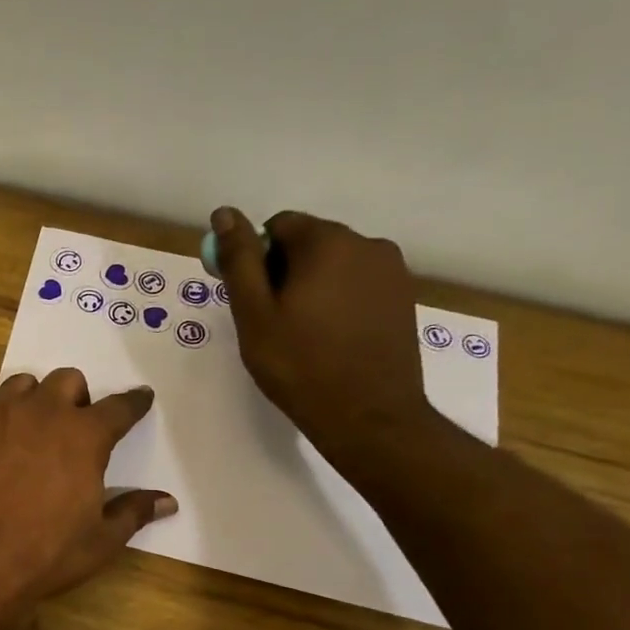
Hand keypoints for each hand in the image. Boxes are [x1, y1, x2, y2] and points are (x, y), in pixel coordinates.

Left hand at [0, 368, 174, 607]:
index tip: (141, 398)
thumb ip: (133, 513)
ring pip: (22, 384)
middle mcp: (43, 413)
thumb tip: (167, 502)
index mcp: (84, 435)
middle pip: (67, 380)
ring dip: (34, 399)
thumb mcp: (99, 541)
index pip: (119, 408)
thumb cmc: (44, 552)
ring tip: (33, 427)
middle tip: (75, 424)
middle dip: (77, 396)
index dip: (133, 403)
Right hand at [209, 206, 437, 475]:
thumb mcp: (255, 314)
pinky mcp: (403, 298)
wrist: (368, 417)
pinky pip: (358, 286)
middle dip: (285, 272)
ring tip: (302, 335)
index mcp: (327, 242)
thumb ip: (240, 260)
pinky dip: (338, 302)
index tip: (250, 300)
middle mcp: (367, 244)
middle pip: (309, 243)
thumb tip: (225, 213)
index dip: (257, 259)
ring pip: (335, 265)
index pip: (278, 226)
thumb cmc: (300, 366)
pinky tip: (331, 340)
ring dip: (312, 287)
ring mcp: (392, 272)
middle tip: (272, 323)